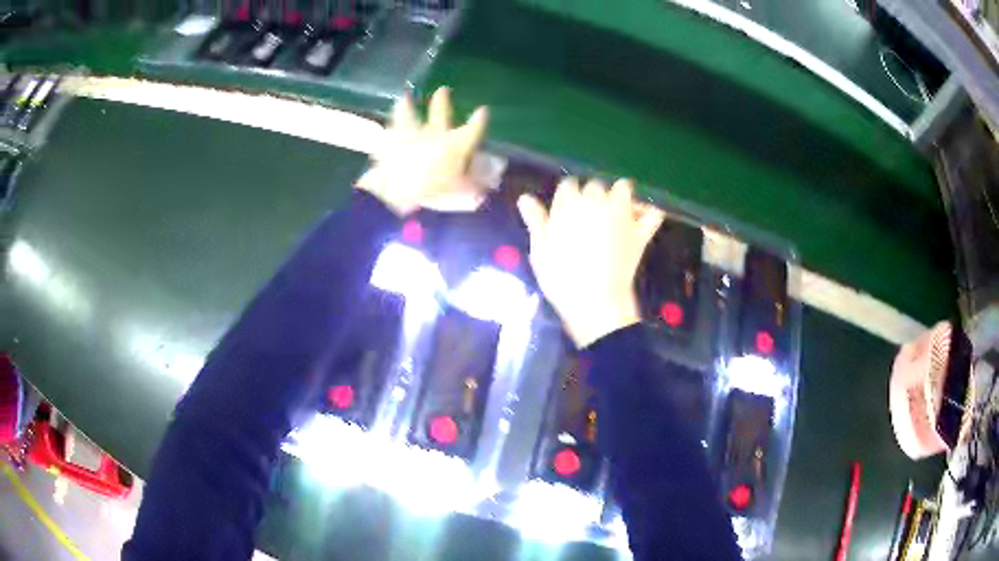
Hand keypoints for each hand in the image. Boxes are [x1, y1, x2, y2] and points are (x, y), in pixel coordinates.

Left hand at [356, 87, 487, 215]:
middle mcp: (433, 134)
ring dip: (406, 106)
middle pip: (440, 113)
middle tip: (443, 89)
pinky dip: (387, 131)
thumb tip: (482, 189)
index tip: (483, 110)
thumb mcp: (459, 192)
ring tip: (404, 97)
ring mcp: (408, 136)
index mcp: (455, 145)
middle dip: (442, 101)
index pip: (472, 129)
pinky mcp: (388, 144)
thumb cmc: (434, 192)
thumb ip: (470, 188)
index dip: (479, 120)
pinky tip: (386, 127)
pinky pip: (387, 134)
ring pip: (407, 116)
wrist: (396, 191)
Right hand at [518, 178, 664, 347]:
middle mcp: (597, 201)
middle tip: (588, 217)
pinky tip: (641, 218)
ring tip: (614, 211)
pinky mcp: (640, 232)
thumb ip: (535, 220)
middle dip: (592, 196)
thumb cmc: (560, 278)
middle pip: (595, 186)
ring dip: (619, 195)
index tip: (565, 211)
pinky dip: (649, 213)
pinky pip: (652, 214)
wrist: (594, 302)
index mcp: (569, 203)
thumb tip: (524, 198)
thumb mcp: (540, 250)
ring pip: (623, 188)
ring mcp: (622, 215)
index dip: (568, 196)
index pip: (568, 185)